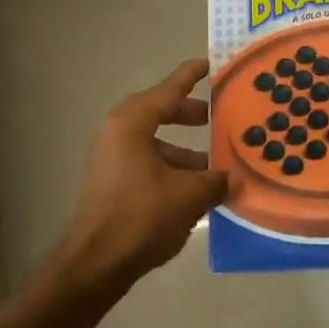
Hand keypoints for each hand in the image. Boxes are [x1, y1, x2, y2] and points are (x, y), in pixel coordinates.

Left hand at [57, 59, 227, 290]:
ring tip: (215, 164)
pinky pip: (147, 162)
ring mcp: (111, 158)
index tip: (209, 63)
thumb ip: (215, 180)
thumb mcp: (189, 195)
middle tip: (217, 116)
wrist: (95, 264)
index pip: (169, 90)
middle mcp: (118, 132)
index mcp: (133, 122)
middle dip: (190, 114)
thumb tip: (234, 178)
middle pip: (160, 112)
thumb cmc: (142, 216)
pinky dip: (170, 167)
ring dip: (184, 149)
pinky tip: (195, 190)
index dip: (191, 76)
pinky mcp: (111, 182)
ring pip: (154, 141)